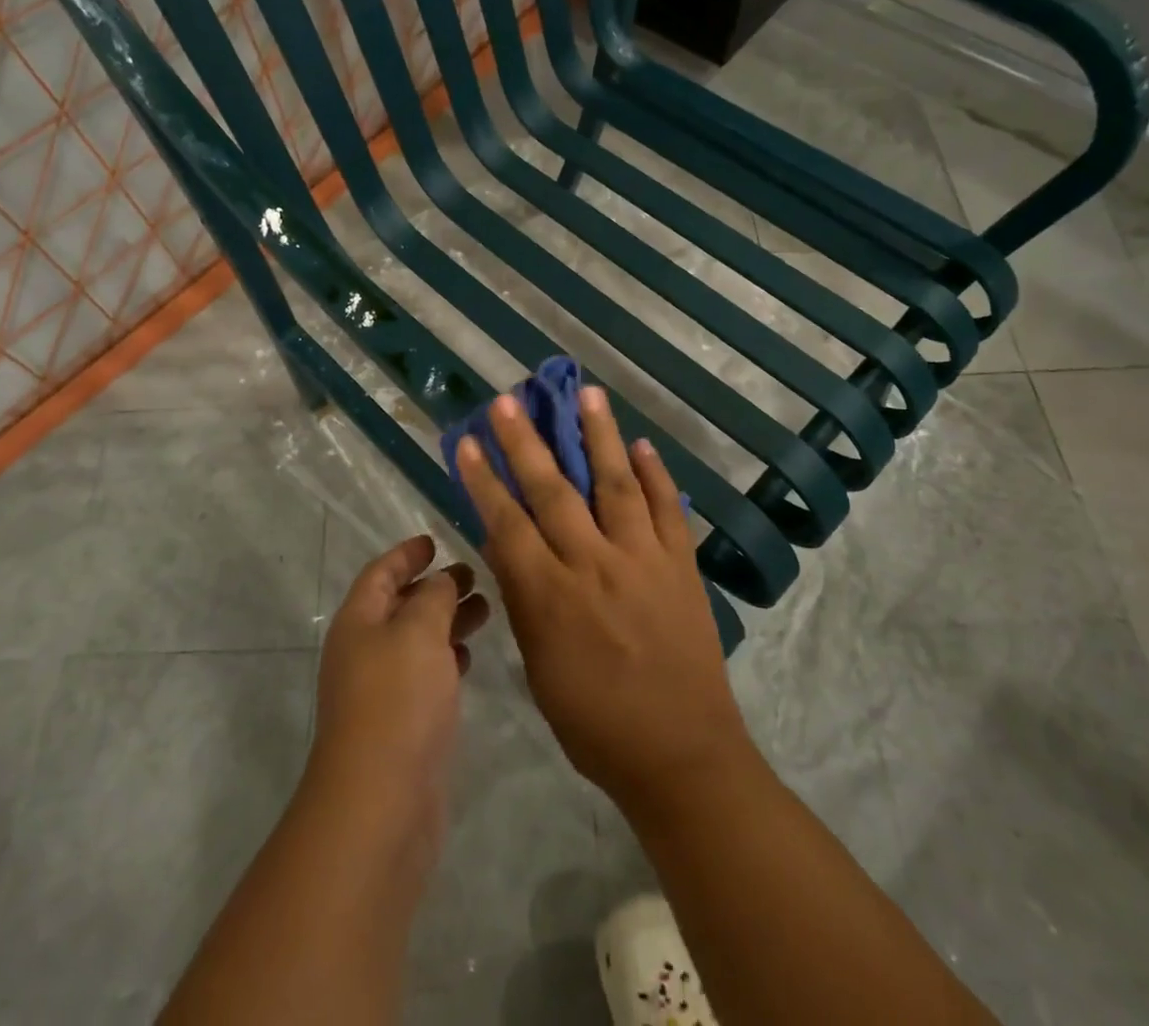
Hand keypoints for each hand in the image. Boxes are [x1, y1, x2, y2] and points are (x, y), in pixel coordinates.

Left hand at [306, 534, 490, 868]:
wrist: (381, 801)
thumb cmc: (397, 699)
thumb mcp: (418, 631)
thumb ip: (434, 596)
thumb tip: (442, 580)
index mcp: (359, 621)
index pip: (381, 573)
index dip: (406, 554)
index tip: (434, 541)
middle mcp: (365, 651)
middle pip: (401, 605)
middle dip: (435, 587)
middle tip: (475, 575)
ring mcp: (382, 690)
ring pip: (417, 641)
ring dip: (447, 621)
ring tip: (486, 610)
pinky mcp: (403, 724)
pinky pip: (425, 675)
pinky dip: (447, 658)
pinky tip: (470, 656)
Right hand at [455, 389, 754, 814]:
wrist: (682, 755)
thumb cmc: (595, 722)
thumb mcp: (540, 668)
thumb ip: (523, 600)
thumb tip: (504, 543)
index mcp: (552, 596)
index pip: (507, 523)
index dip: (483, 479)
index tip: (466, 442)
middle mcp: (595, 564)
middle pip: (554, 491)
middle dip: (527, 441)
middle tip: (509, 400)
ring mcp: (644, 559)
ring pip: (616, 483)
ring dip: (598, 435)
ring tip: (586, 393)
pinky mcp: (681, 565)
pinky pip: (668, 509)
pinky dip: (656, 474)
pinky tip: (641, 444)